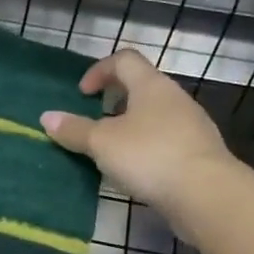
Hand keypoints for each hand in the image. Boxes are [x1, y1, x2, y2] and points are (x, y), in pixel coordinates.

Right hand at [40, 48, 242, 231]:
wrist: (206, 194)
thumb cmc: (149, 156)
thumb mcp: (102, 143)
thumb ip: (74, 130)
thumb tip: (47, 117)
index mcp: (151, 86)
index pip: (124, 60)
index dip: (99, 70)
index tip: (83, 94)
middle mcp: (174, 99)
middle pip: (142, 87)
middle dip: (114, 101)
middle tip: (93, 122)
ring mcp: (191, 126)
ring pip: (154, 116)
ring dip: (130, 127)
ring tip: (110, 151)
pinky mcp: (197, 153)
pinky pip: (165, 141)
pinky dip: (146, 148)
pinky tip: (135, 172)